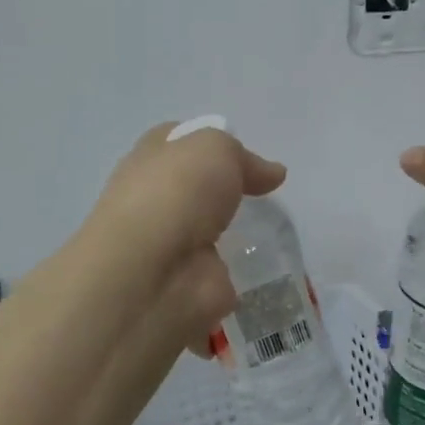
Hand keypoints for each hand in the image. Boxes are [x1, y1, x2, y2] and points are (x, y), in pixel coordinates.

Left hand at [87, 122, 286, 348]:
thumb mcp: (215, 148)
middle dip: (226, 191)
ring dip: (235, 234)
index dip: (211, 143)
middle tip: (266, 194)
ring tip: (274, 230)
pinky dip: (242, 273)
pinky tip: (268, 267)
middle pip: (196, 189)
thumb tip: (272, 173)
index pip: (179, 142)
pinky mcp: (191, 282)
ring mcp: (172, 246)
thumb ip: (243, 157)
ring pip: (209, 232)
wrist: (153, 273)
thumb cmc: (177, 194)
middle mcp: (155, 201)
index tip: (247, 155)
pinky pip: (223, 272)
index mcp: (150, 161)